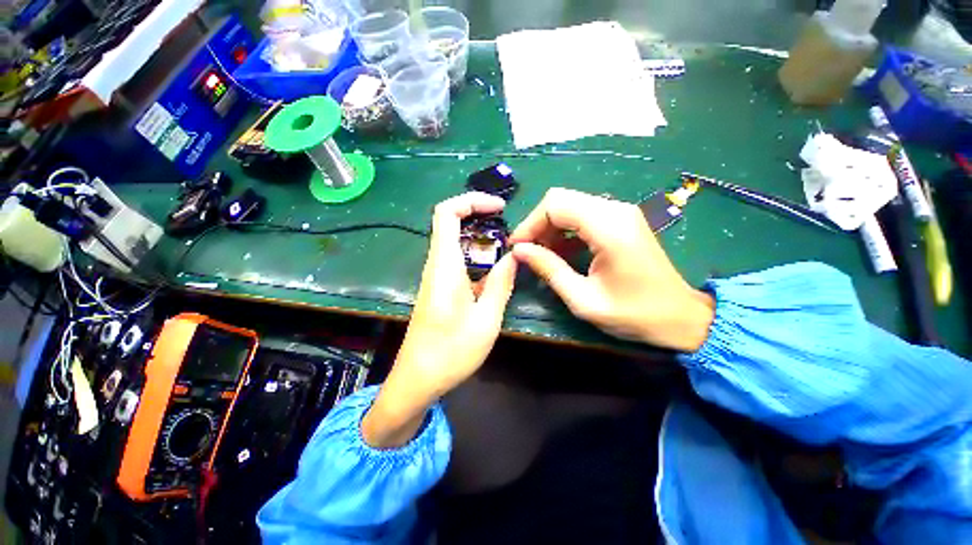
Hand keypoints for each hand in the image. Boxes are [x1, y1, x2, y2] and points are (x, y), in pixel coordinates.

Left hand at [362, 193, 517, 447]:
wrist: (417, 380)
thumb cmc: (451, 352)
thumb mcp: (486, 319)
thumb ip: (501, 283)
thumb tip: (514, 256)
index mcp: (445, 266)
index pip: (447, 213)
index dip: (472, 201)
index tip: (499, 207)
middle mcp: (436, 265)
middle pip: (451, 223)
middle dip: (480, 217)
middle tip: (509, 228)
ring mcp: (435, 276)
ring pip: (455, 242)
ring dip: (481, 239)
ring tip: (508, 249)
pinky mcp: (438, 287)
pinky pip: (457, 260)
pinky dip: (477, 256)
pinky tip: (494, 272)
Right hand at [510, 188, 714, 351]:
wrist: (680, 317)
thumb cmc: (634, 314)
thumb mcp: (583, 299)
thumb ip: (549, 270)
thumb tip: (519, 251)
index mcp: (609, 227)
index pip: (555, 205)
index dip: (530, 224)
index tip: (517, 248)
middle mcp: (615, 210)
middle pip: (561, 199)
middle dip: (537, 224)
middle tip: (527, 252)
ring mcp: (621, 212)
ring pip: (570, 205)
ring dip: (550, 227)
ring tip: (542, 254)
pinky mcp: (621, 220)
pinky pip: (583, 214)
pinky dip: (565, 230)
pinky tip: (560, 252)